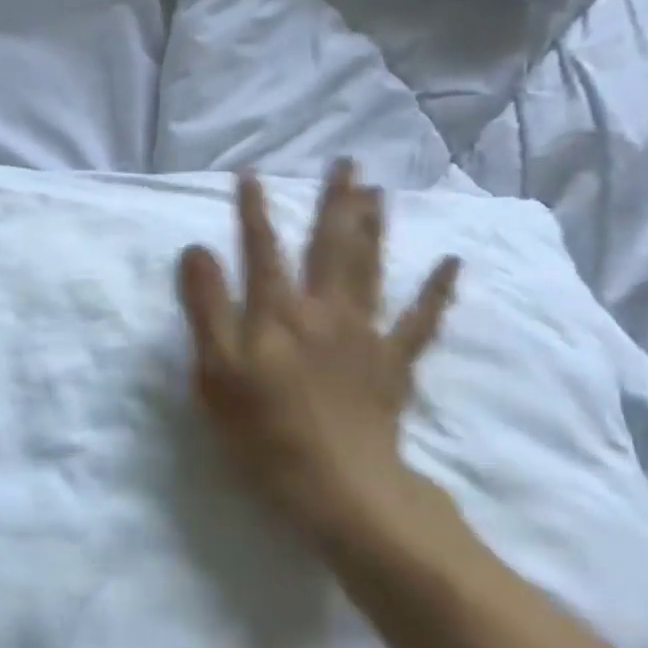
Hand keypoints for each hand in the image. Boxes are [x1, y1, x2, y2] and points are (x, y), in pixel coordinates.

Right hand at [177, 162, 474, 568]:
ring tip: (378, 191)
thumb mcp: (215, 372)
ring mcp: (365, 335)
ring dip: (374, 226)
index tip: (251, 174)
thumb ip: (206, 307)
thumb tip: (197, 250)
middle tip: (346, 162)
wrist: (339, 486)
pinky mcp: (394, 364)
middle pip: (329, 246)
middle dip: (334, 201)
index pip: (261, 249)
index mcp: (277, 313)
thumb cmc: (262, 431)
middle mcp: (323, 311)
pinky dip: (437, 291)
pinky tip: (451, 263)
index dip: (254, 211)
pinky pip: (420, 321)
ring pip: (370, 268)